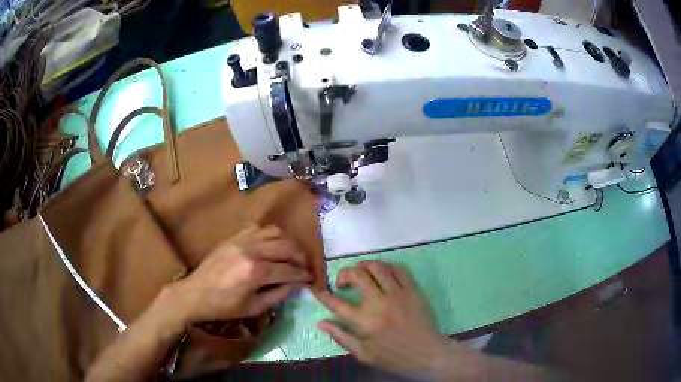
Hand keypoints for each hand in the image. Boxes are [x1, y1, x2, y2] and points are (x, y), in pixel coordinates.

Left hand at [169, 225, 312, 324]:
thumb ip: (278, 294)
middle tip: (305, 266)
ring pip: (274, 232)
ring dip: (288, 242)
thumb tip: (295, 283)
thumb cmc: (224, 307)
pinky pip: (258, 228)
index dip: (303, 274)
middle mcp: (251, 250)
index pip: (289, 269)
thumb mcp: (254, 308)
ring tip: (291, 254)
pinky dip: (270, 235)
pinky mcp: (233, 237)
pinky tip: (272, 245)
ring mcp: (241, 240)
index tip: (312, 278)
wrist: (194, 294)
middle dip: (300, 256)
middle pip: (286, 246)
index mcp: (255, 272)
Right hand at [315, 260, 446, 378]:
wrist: (427, 354)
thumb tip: (320, 322)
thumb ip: (341, 337)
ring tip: (361, 275)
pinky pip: (399, 268)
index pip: (336, 303)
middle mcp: (379, 303)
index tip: (316, 289)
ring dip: (364, 266)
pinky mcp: (413, 290)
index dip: (322, 294)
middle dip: (344, 274)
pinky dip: (387, 267)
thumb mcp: (364, 354)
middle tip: (343, 283)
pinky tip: (383, 275)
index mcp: (364, 322)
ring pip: (377, 266)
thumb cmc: (394, 357)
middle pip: (357, 274)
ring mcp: (398, 293)